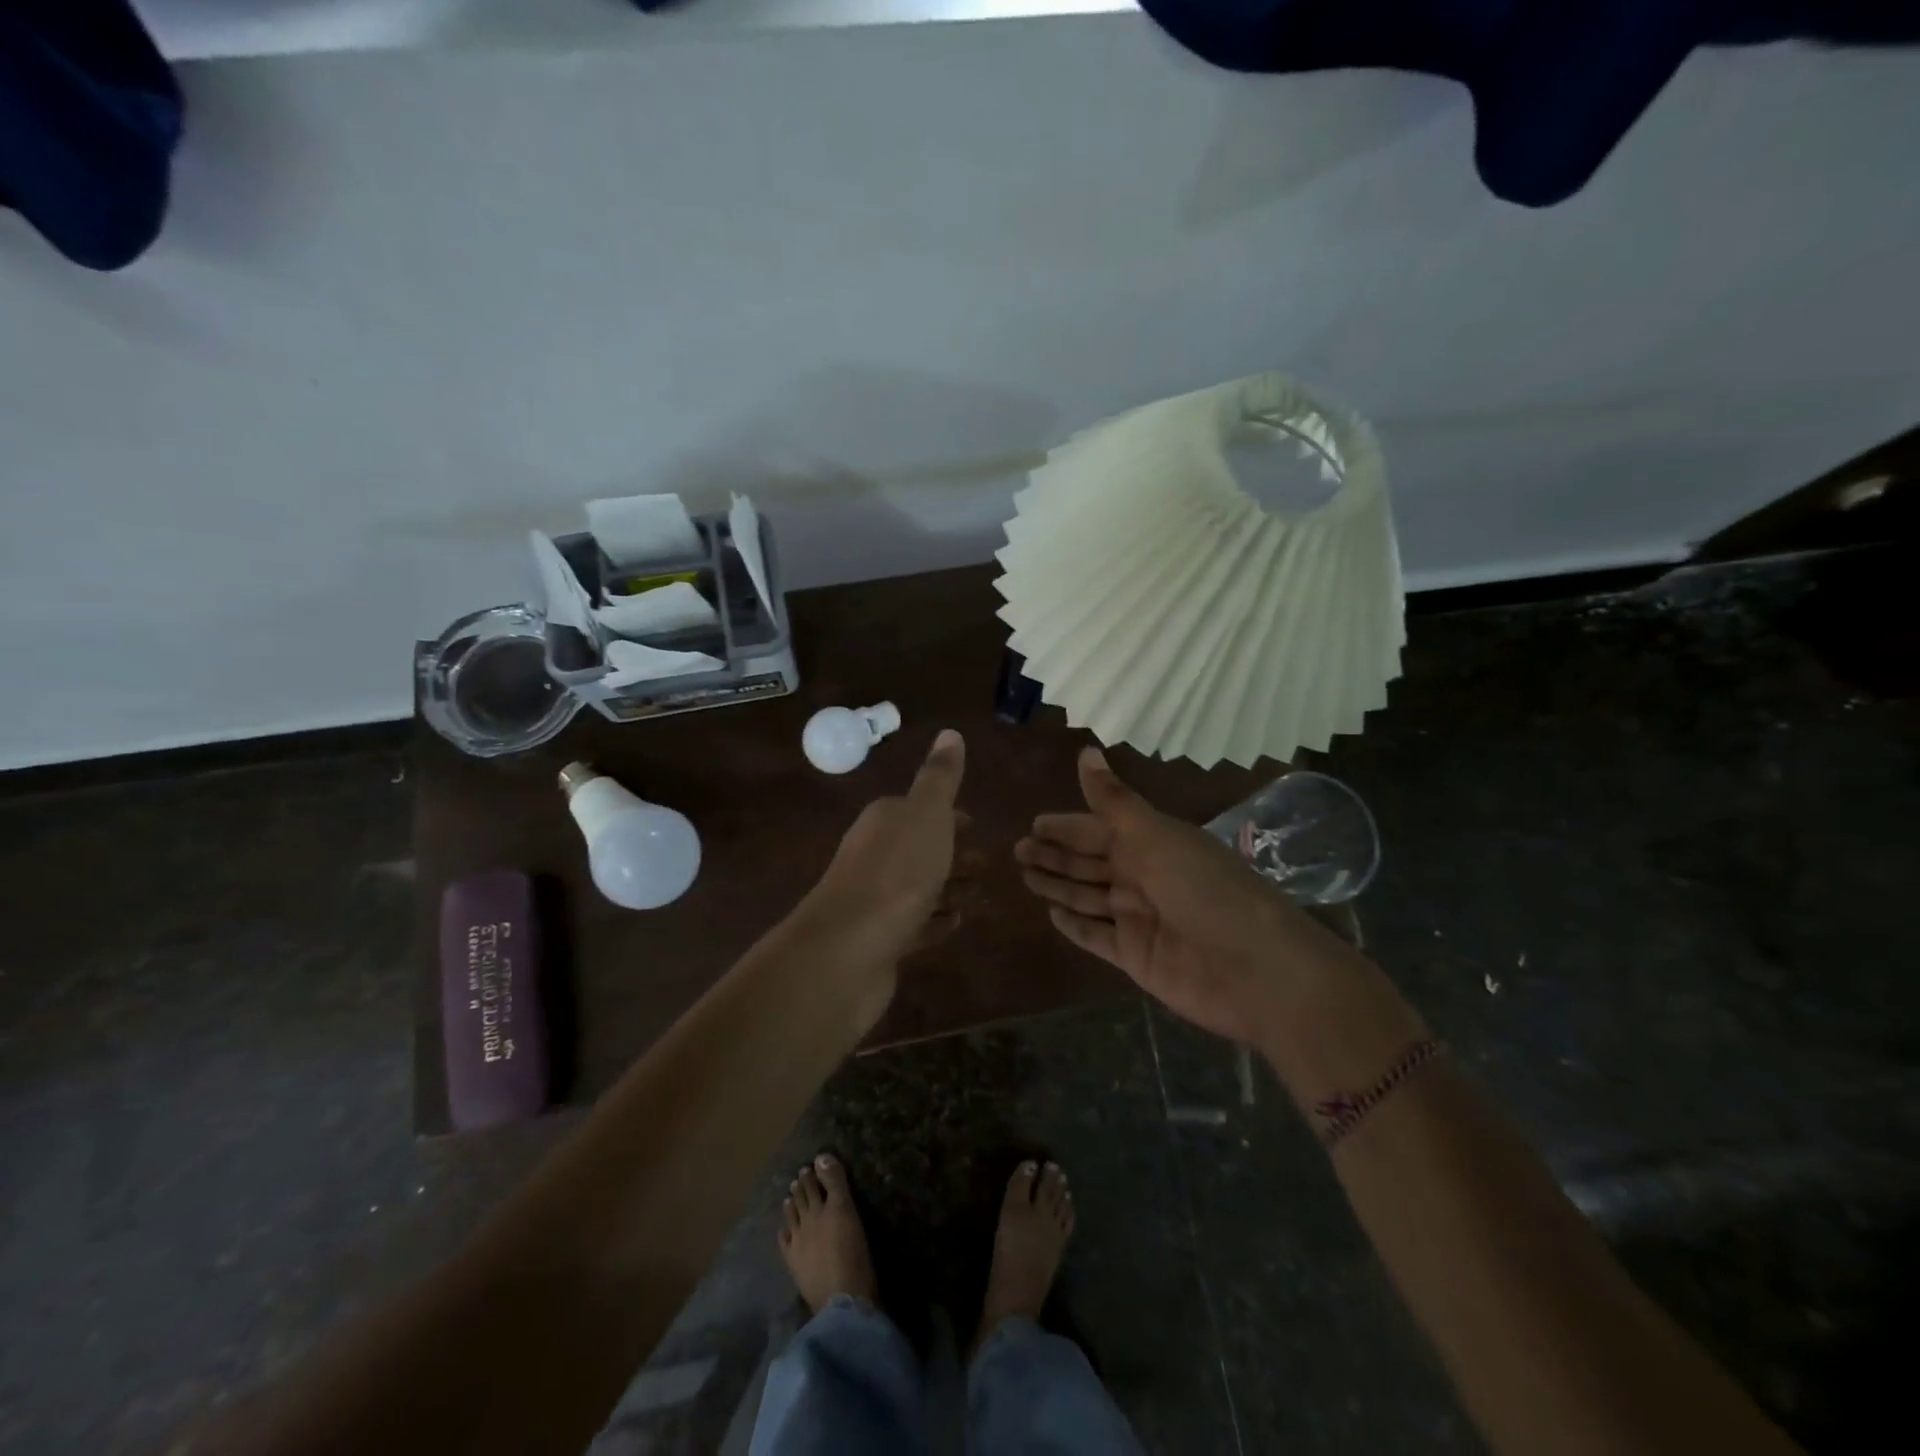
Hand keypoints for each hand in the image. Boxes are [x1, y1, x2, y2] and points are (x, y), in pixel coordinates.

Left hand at [799, 729, 967, 969]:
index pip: (919, 810)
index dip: (949, 817)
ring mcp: (873, 899)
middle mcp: (873, 854)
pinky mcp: (876, 939)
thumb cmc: (897, 872)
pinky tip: (955, 924)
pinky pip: (913, 924)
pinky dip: (934, 921)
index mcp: (884, 820)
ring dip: (948, 888)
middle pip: (919, 848)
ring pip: (918, 887)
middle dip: (953, 853)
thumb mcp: (927, 814)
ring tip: (980, 896)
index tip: (976, 827)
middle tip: (988, 865)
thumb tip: (950, 732)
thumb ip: (940, 777)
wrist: (849, 947)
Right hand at [1016, 747, 1321, 1043]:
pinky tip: (1052, 915)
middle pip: (1089, 862)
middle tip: (1017, 850)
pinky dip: (1075, 926)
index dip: (1067, 826)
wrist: (1256, 970)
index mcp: (1152, 843)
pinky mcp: (1136, 956)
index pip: (1099, 829)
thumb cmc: (1204, 890)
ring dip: (1058, 885)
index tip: (1033, 823)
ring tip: (1025, 877)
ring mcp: (1139, 918)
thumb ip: (1113, 800)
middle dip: (1055, 855)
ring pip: (1087, 896)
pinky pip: (1096, 936)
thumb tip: (1085, 750)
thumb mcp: (1155, 836)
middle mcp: (1143, 877)